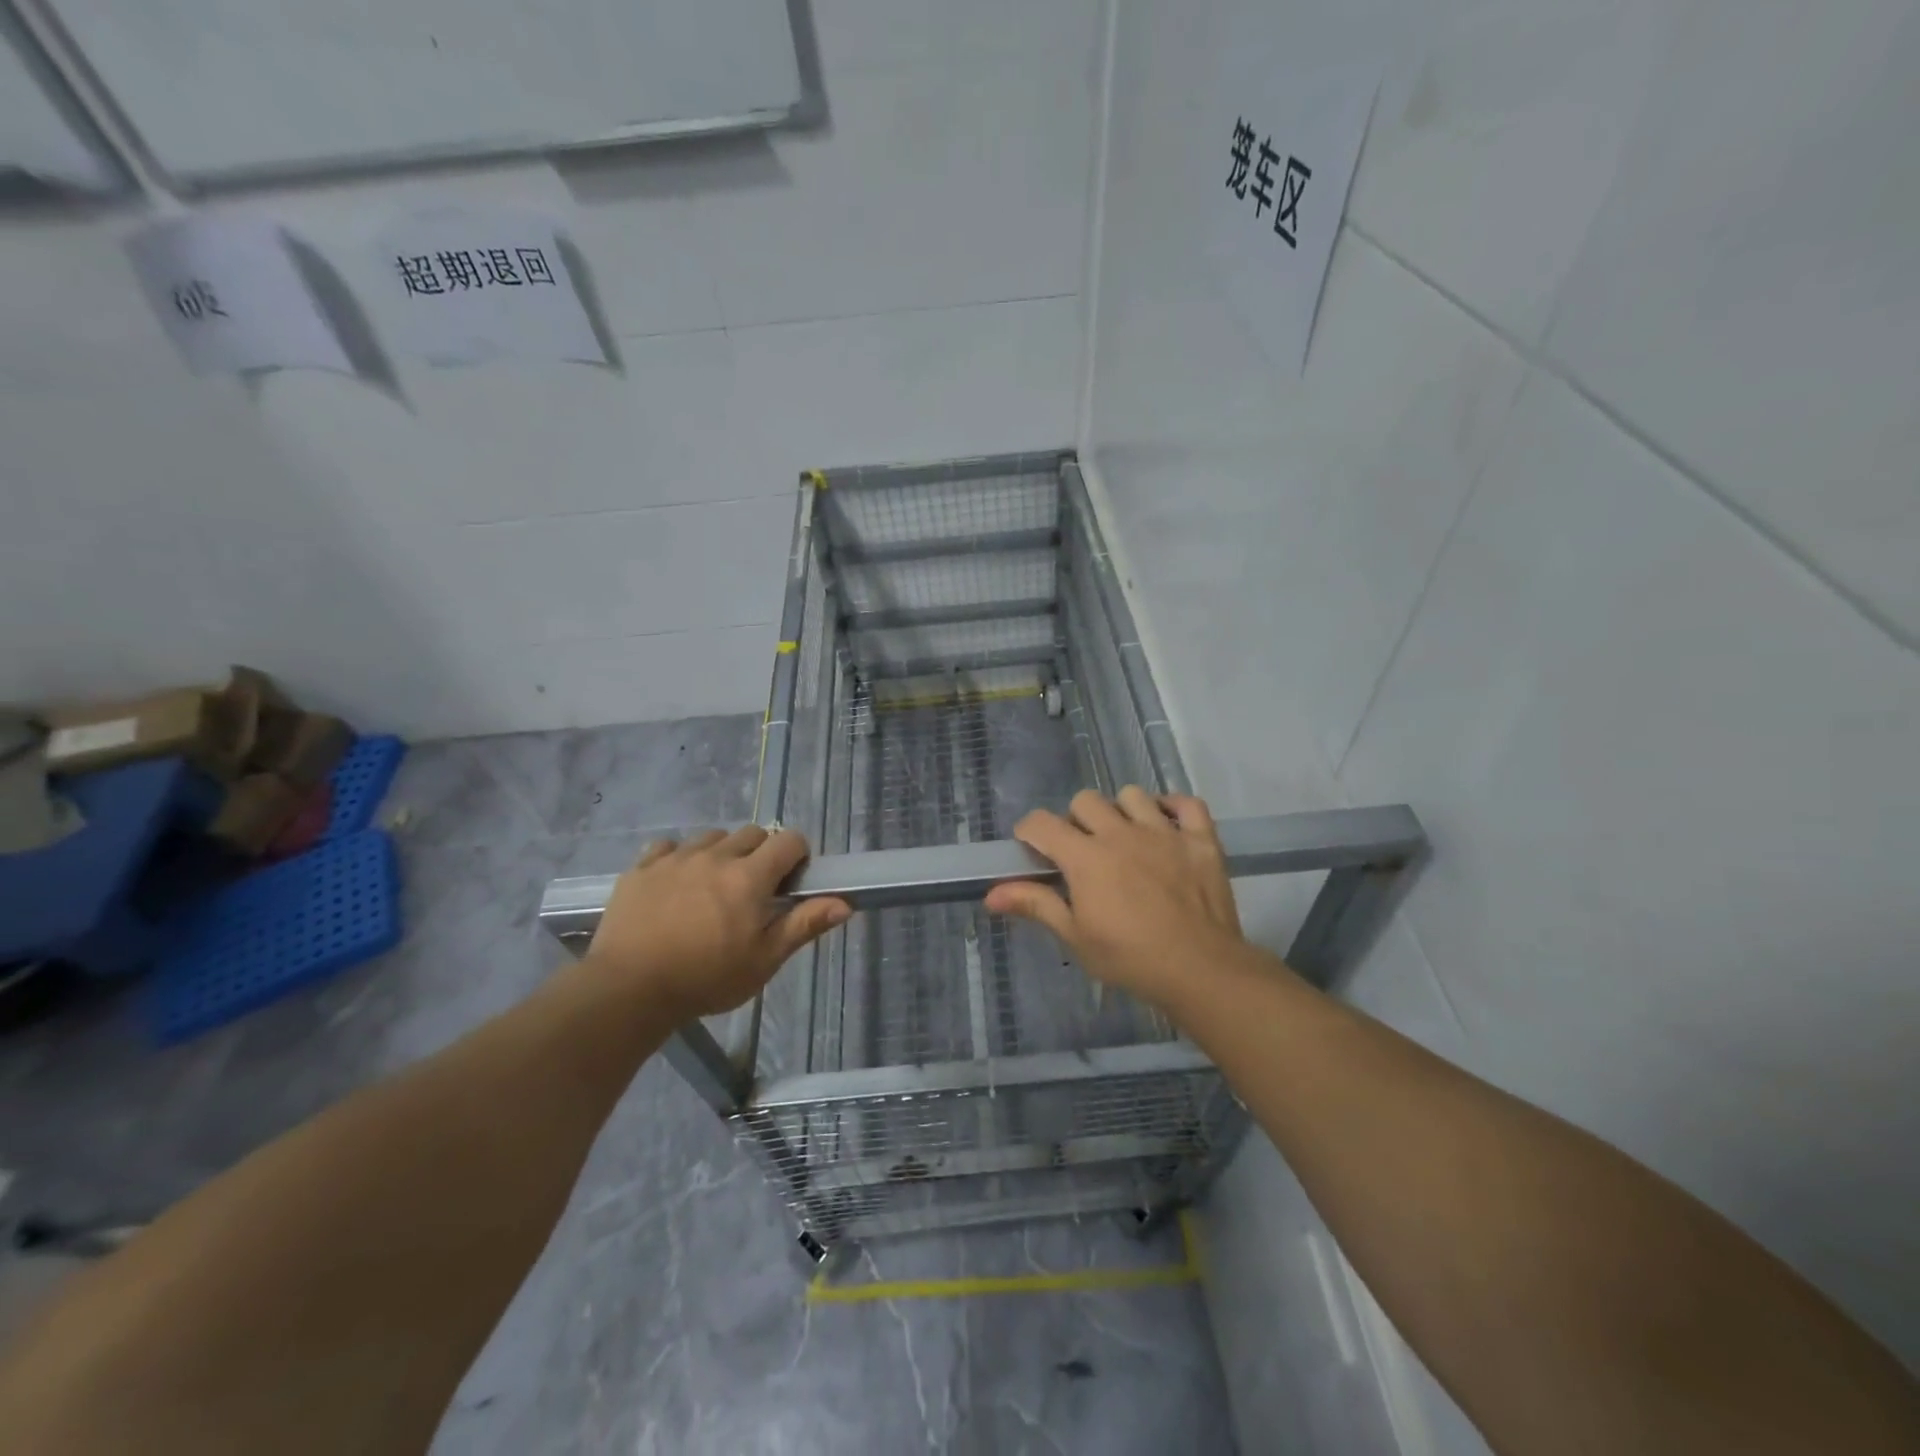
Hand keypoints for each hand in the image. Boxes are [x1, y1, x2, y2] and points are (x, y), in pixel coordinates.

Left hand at [584, 827, 849, 1021]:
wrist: (628, 990)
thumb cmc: (706, 979)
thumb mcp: (763, 960)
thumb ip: (804, 925)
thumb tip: (845, 903)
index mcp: (750, 877)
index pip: (788, 840)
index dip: (797, 855)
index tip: (790, 882)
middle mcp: (715, 856)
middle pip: (752, 833)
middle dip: (761, 854)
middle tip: (753, 891)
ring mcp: (675, 858)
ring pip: (711, 837)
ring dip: (721, 853)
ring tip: (712, 887)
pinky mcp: (641, 867)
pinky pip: (668, 846)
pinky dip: (679, 858)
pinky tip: (675, 885)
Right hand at [985, 788, 1247, 1011]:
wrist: (1200, 970)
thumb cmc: (1130, 959)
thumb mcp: (1076, 936)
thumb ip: (1035, 905)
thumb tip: (991, 895)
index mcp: (1086, 857)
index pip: (1042, 823)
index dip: (1030, 831)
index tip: (1032, 847)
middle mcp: (1121, 833)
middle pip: (1086, 800)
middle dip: (1076, 820)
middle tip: (1082, 850)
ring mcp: (1164, 832)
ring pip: (1132, 795)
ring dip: (1122, 811)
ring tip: (1125, 838)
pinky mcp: (1200, 839)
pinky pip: (1186, 803)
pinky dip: (1174, 809)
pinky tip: (1167, 826)